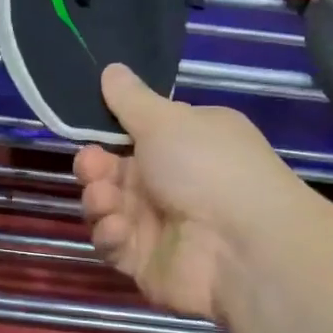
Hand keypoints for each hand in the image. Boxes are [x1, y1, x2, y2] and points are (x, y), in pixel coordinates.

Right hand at [74, 65, 316, 320]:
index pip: (136, 135)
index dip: (108, 133)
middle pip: (114, 173)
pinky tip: (120, 230)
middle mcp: (173, 183)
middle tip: (91, 166)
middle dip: (95, 167)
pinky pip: (114, 245)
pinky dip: (111, 235)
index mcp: (185, 144)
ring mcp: (158, 226)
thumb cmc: (207, 167)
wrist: (242, 247)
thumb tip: (112, 68)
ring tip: (106, 200)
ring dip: (99, 200)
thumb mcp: (166, 121)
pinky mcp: (146, 263)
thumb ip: (131, 100)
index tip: (90, 129)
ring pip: (108, 208)